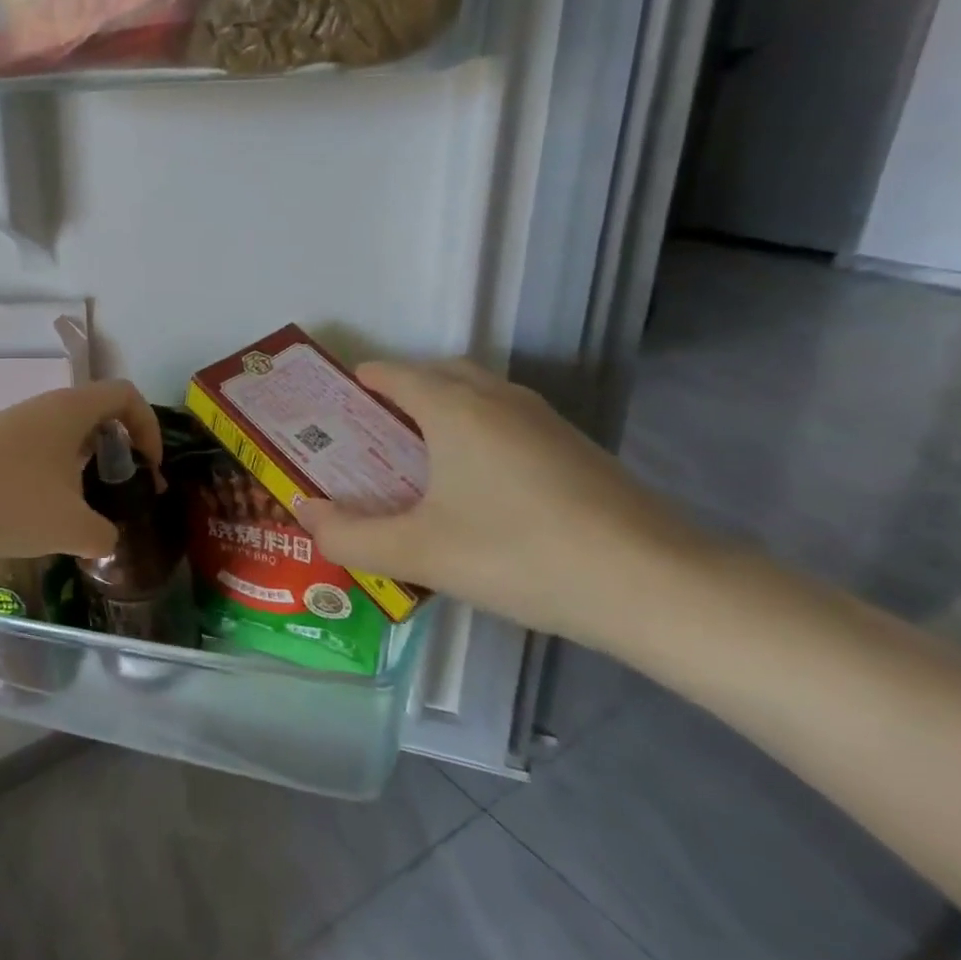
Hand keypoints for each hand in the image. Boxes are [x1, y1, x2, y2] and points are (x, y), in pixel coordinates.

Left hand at [0, 381, 162, 560]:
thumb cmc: (10, 501)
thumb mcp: (71, 528)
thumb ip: (104, 536)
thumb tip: (106, 540)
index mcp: (71, 410)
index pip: (126, 396)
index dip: (148, 427)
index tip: (147, 468)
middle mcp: (44, 407)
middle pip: (97, 415)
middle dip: (118, 452)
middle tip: (121, 491)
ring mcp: (13, 424)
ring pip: (64, 436)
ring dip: (84, 467)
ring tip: (82, 510)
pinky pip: (37, 451)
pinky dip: (53, 474)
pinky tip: (42, 513)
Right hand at [295, 359, 708, 643]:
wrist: (655, 585)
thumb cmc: (519, 554)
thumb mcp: (419, 553)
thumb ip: (350, 535)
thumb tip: (304, 512)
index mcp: (454, 408)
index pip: (394, 374)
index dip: (359, 382)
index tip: (333, 404)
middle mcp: (498, 398)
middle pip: (438, 375)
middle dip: (400, 393)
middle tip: (371, 434)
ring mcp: (544, 421)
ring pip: (478, 396)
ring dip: (443, 411)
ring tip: (418, 458)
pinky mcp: (576, 448)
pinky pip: (507, 421)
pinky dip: (477, 432)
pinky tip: (478, 485)